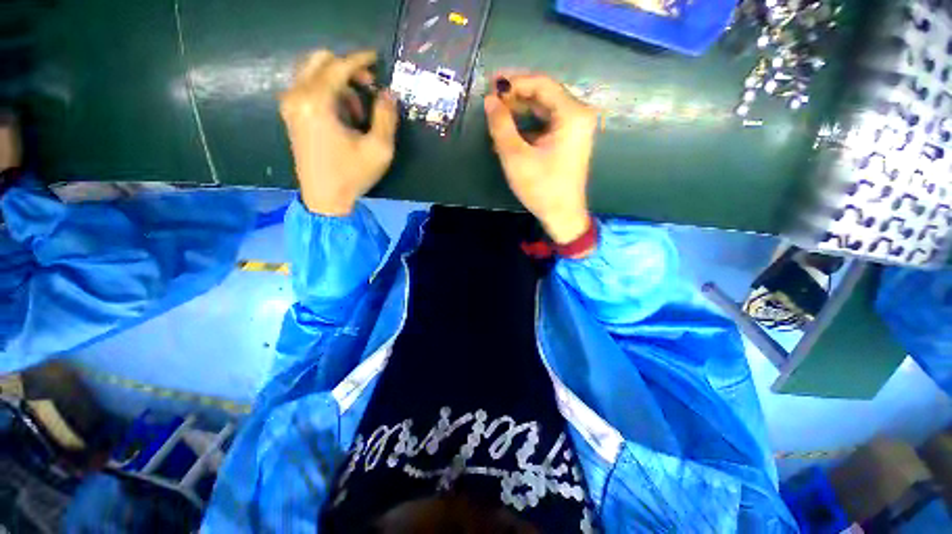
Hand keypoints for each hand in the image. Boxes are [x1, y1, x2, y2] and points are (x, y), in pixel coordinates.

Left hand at [280, 50, 397, 215]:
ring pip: (313, 73)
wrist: (324, 199)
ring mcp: (290, 105)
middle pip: (319, 60)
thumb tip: (388, 93)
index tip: (376, 58)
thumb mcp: (379, 149)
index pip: (338, 66)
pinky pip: (307, 88)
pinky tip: (343, 116)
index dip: (360, 60)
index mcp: (317, 102)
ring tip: (358, 111)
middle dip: (347, 69)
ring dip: (338, 83)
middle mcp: (297, 96)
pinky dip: (327, 92)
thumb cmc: (352, 176)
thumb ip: (386, 117)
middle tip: (369, 87)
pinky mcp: (291, 115)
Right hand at [483, 73, 597, 243]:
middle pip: (544, 95)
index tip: (491, 84)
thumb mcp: (516, 156)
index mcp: (571, 114)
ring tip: (496, 117)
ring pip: (544, 110)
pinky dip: (528, 126)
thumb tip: (490, 100)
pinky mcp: (569, 141)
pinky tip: (510, 134)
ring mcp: (575, 129)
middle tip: (491, 100)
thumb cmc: (541, 188)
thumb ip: (501, 125)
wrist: (562, 216)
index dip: (515, 81)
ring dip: (520, 112)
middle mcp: (578, 115)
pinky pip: (547, 125)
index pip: (542, 84)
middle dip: (516, 96)